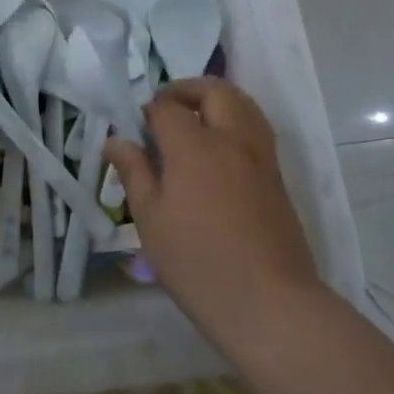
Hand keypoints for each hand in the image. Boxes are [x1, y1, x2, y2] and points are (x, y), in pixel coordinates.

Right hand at [104, 77, 320, 343]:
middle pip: (215, 90)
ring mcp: (261, 156)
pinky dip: (236, 122)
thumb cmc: (197, 263)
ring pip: (243, 104)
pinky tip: (218, 151)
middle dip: (187, 89)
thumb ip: (134, 172)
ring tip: (195, 121)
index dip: (149, 110)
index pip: (168, 108)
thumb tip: (116, 140)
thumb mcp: (151, 220)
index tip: (137, 128)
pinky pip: (256, 129)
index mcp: (194, 146)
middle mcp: (232, 139)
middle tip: (167, 108)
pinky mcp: (277, 177)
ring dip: (217, 101)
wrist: (269, 304)